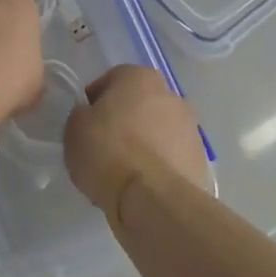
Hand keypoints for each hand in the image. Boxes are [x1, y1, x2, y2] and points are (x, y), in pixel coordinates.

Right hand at [64, 66, 210, 213]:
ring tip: (123, 173)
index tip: (85, 125)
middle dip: (124, 122)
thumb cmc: (107, 151)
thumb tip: (91, 118)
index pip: (111, 81)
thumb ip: (83, 114)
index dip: (94, 103)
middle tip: (104, 147)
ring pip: (158, 132)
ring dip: (144, 145)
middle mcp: (171, 95)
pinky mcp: (201, 163)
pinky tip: (142, 188)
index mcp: (139, 76)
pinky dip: (159, 168)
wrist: (152, 200)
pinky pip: (171, 160)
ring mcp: (191, 130)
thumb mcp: (74, 126)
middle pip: (139, 105)